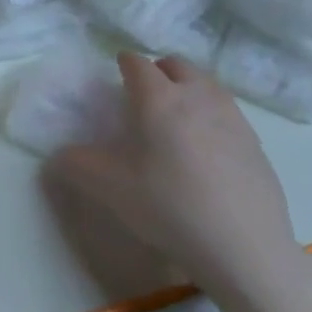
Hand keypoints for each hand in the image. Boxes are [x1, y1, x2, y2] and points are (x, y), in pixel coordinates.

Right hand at [51, 52, 302, 307]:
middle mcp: (196, 94)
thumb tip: (57, 156)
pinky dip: (212, 117)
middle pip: (176, 65)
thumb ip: (77, 165)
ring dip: (188, 90)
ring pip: (205, 84)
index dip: (123, 65)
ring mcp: (231, 116)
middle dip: (158, 72)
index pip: (136, 62)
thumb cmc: (170, 207)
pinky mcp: (255, 142)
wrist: (246, 248)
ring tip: (178, 121)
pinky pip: (227, 113)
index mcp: (158, 97)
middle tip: (145, 99)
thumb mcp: (111, 189)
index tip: (117, 78)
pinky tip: (208, 153)